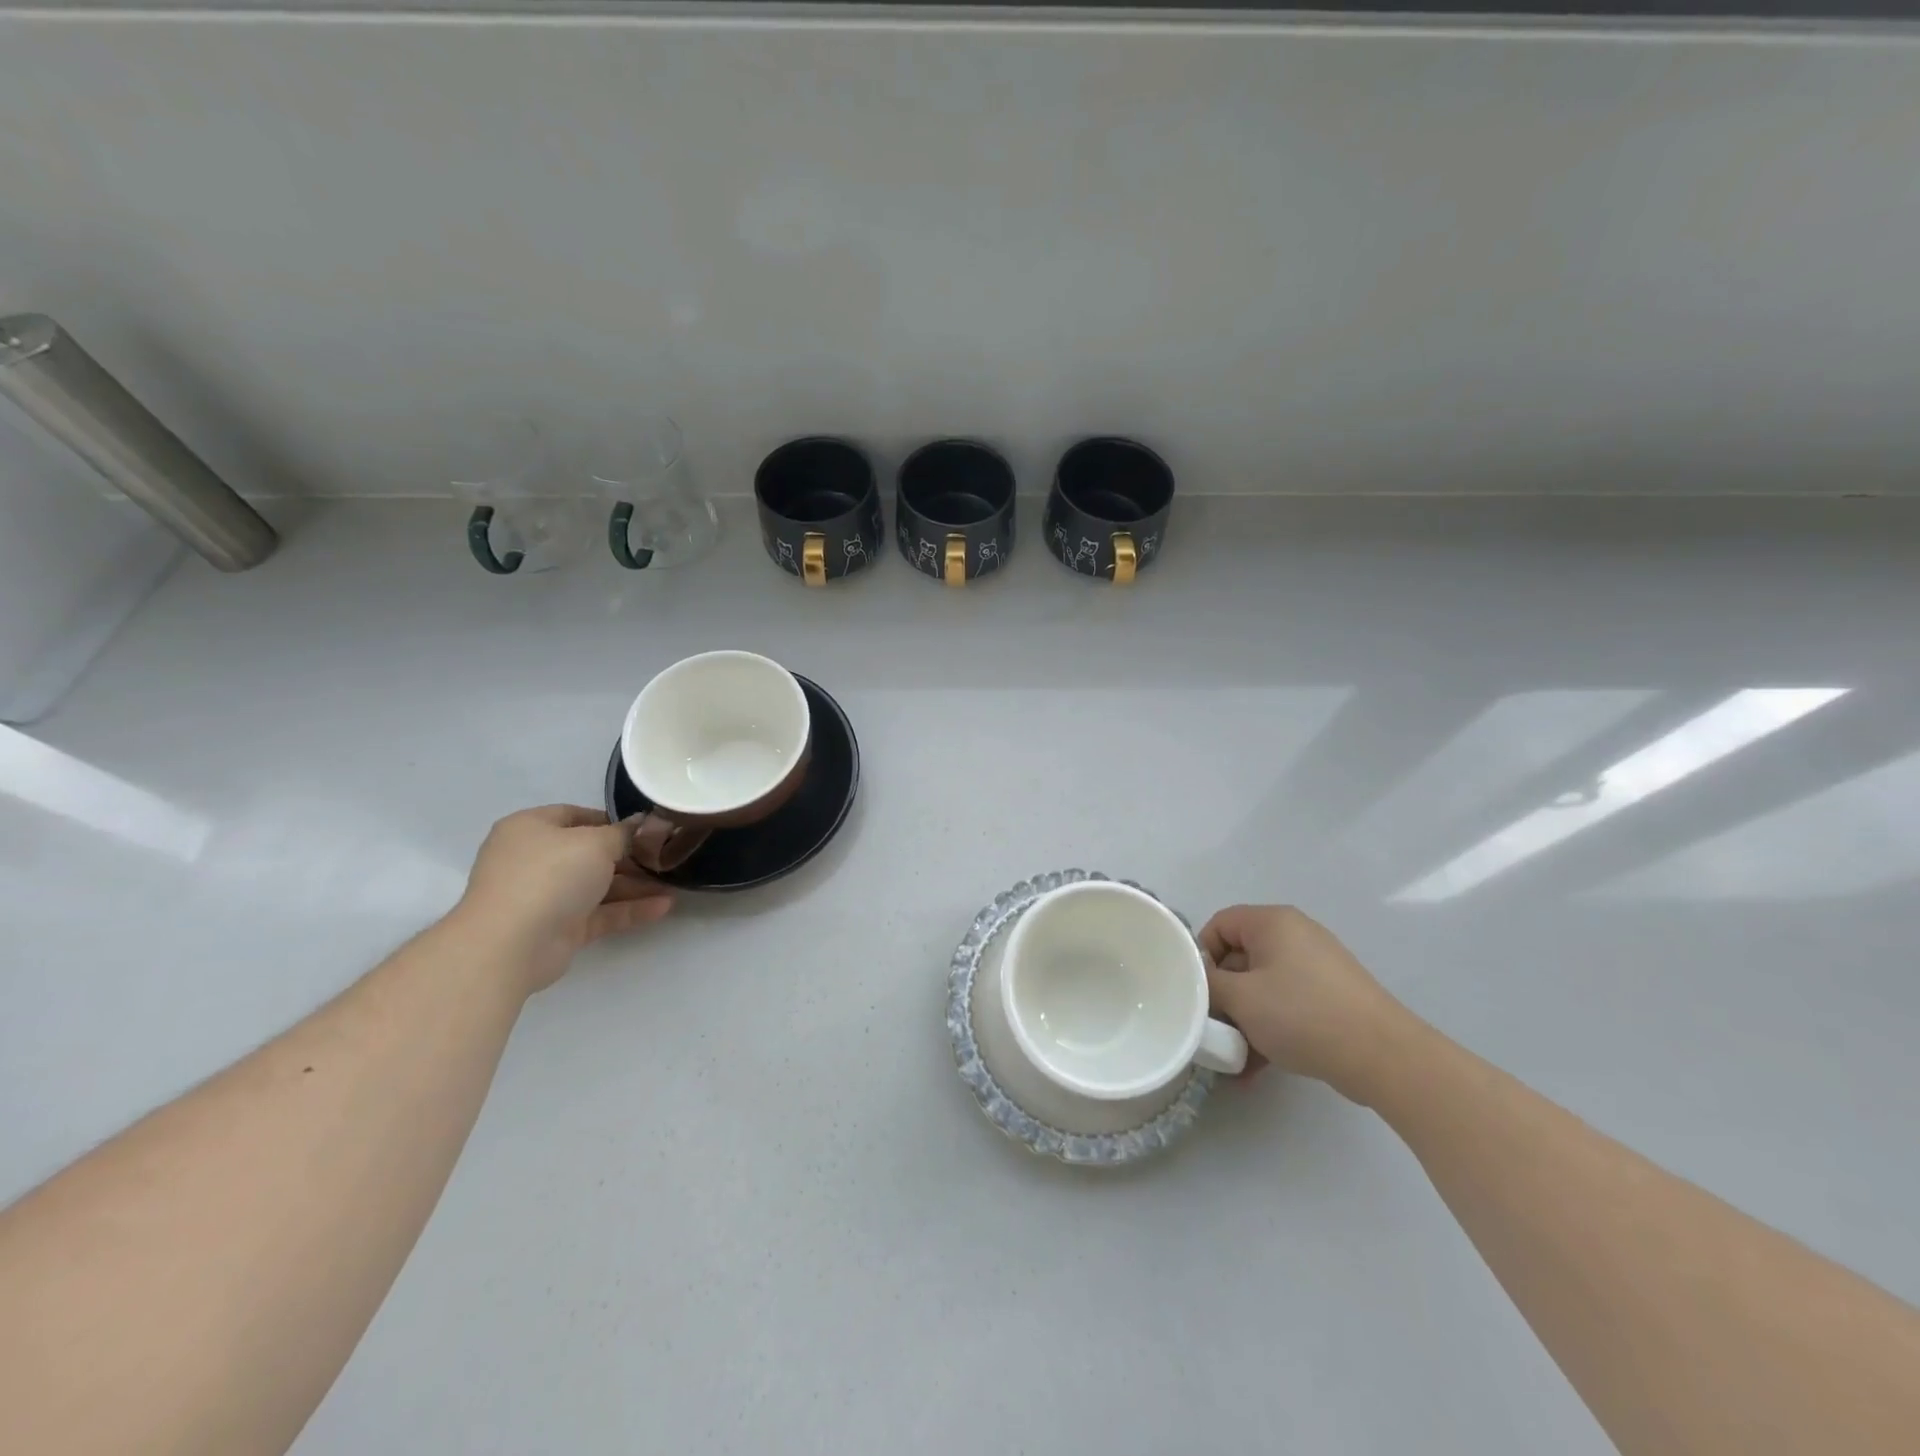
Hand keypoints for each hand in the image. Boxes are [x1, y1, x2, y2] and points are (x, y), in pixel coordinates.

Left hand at [455, 805, 672, 995]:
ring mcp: (546, 896)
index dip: (612, 820)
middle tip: (666, 857)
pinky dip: (629, 909)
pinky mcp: (560, 928)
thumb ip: (624, 834)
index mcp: (531, 829)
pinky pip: (600, 913)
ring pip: (598, 885)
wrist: (510, 945)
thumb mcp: (595, 843)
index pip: (576, 816)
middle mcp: (535, 860)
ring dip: (636, 885)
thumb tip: (642, 824)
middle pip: (590, 853)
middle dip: (631, 857)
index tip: (646, 828)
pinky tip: (664, 906)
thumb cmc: (550, 876)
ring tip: (675, 884)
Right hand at [1199, 905, 1408, 1098]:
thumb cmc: (1302, 1014)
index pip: (1219, 925)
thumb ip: (1207, 984)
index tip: (1197, 993)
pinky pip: (1285, 1004)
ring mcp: (1316, 967)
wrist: (1382, 1056)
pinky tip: (1253, 1068)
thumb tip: (1196, 981)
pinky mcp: (1330, 997)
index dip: (1201, 956)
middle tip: (1211, 1028)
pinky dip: (1268, 1028)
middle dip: (1222, 996)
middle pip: (1239, 957)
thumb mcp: (1241, 998)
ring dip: (1242, 1019)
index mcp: (1272, 922)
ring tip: (1232, 1057)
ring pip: (1261, 986)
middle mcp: (1294, 935)